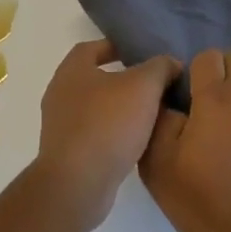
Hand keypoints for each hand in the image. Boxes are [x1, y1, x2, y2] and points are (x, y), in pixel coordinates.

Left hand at [35, 41, 180, 229]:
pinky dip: (112, 134)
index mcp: (72, 70)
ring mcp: (60, 126)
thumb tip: (171, 62)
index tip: (137, 53)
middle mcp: (60, 94)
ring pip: (94, 108)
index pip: (92, 48)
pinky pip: (93, 135)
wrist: (78, 184)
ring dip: (117, 109)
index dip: (114, 47)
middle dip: (120, 80)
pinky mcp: (66, 155)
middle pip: (93, 78)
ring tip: (148, 114)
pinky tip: (135, 142)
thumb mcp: (143, 87)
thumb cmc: (108, 124)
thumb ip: (159, 68)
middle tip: (150, 85)